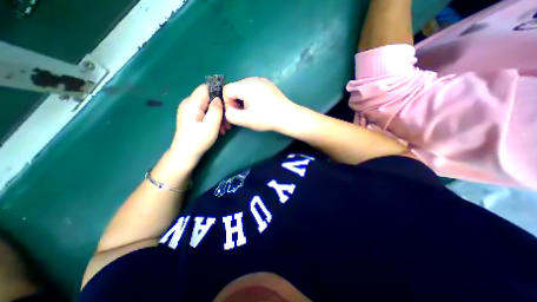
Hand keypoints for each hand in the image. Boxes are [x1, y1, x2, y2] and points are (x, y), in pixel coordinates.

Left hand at [169, 84, 228, 161]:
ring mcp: (190, 110)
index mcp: (192, 104)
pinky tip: (219, 128)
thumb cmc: (198, 141)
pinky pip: (206, 112)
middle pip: (208, 98)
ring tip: (225, 128)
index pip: (206, 88)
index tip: (229, 102)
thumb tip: (219, 98)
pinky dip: (214, 118)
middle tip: (228, 121)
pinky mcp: (192, 116)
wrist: (185, 154)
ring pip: (208, 106)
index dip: (219, 92)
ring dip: (218, 115)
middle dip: (220, 107)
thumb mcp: (210, 126)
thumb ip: (216, 110)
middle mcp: (189, 104)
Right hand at [222, 76, 297, 130]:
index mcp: (246, 85)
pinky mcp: (267, 85)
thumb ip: (230, 115)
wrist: (288, 117)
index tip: (234, 114)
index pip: (226, 91)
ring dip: (243, 101)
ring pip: (244, 90)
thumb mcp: (245, 119)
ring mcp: (261, 81)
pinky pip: (253, 90)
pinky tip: (258, 107)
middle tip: (242, 115)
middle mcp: (253, 79)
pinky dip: (251, 98)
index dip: (226, 104)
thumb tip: (227, 109)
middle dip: (234, 103)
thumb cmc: (267, 118)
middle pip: (235, 89)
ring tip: (250, 112)